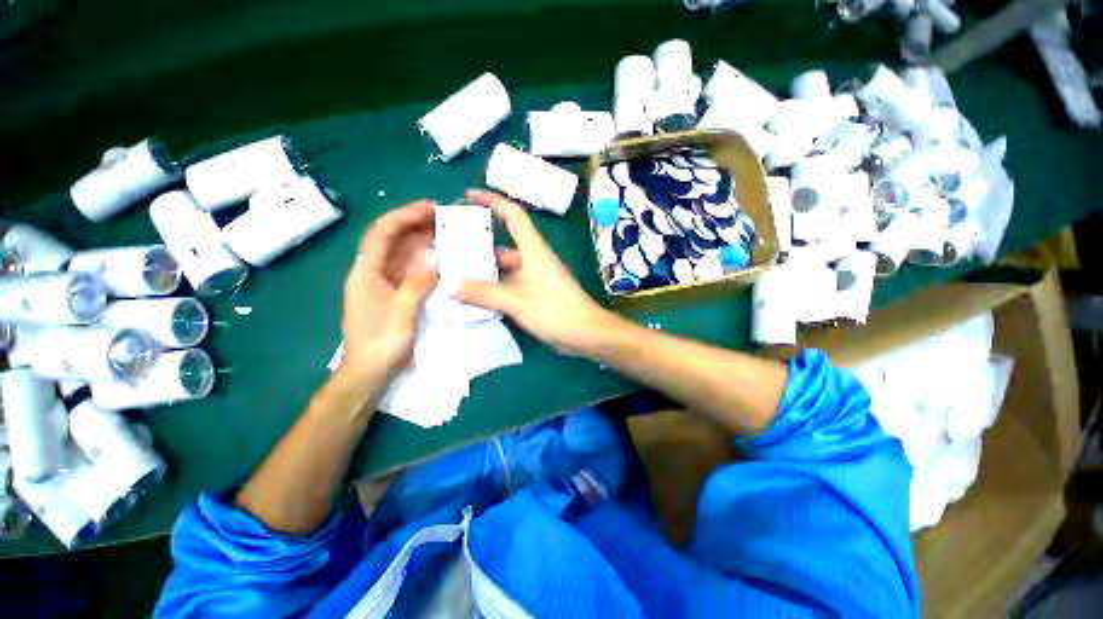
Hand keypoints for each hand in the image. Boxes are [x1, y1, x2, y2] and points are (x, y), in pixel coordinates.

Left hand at [341, 201, 436, 378]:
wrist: (370, 372)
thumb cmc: (381, 342)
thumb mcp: (401, 312)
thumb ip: (417, 283)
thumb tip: (435, 259)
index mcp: (367, 272)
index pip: (383, 233)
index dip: (405, 216)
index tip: (430, 208)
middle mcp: (374, 272)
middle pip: (393, 240)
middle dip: (417, 225)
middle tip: (446, 220)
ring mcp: (386, 284)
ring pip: (404, 255)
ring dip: (424, 242)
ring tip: (448, 235)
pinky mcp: (397, 295)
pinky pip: (412, 271)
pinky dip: (427, 263)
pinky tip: (443, 260)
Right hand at [456, 189, 612, 353]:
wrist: (587, 332)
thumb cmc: (555, 310)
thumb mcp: (516, 301)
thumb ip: (484, 294)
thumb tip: (450, 286)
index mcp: (533, 250)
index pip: (513, 215)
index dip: (492, 201)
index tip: (468, 196)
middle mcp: (534, 258)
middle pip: (503, 244)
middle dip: (478, 244)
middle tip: (449, 249)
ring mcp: (536, 277)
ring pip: (505, 267)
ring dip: (484, 270)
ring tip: (455, 274)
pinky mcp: (537, 292)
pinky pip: (510, 283)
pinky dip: (494, 287)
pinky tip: (476, 296)